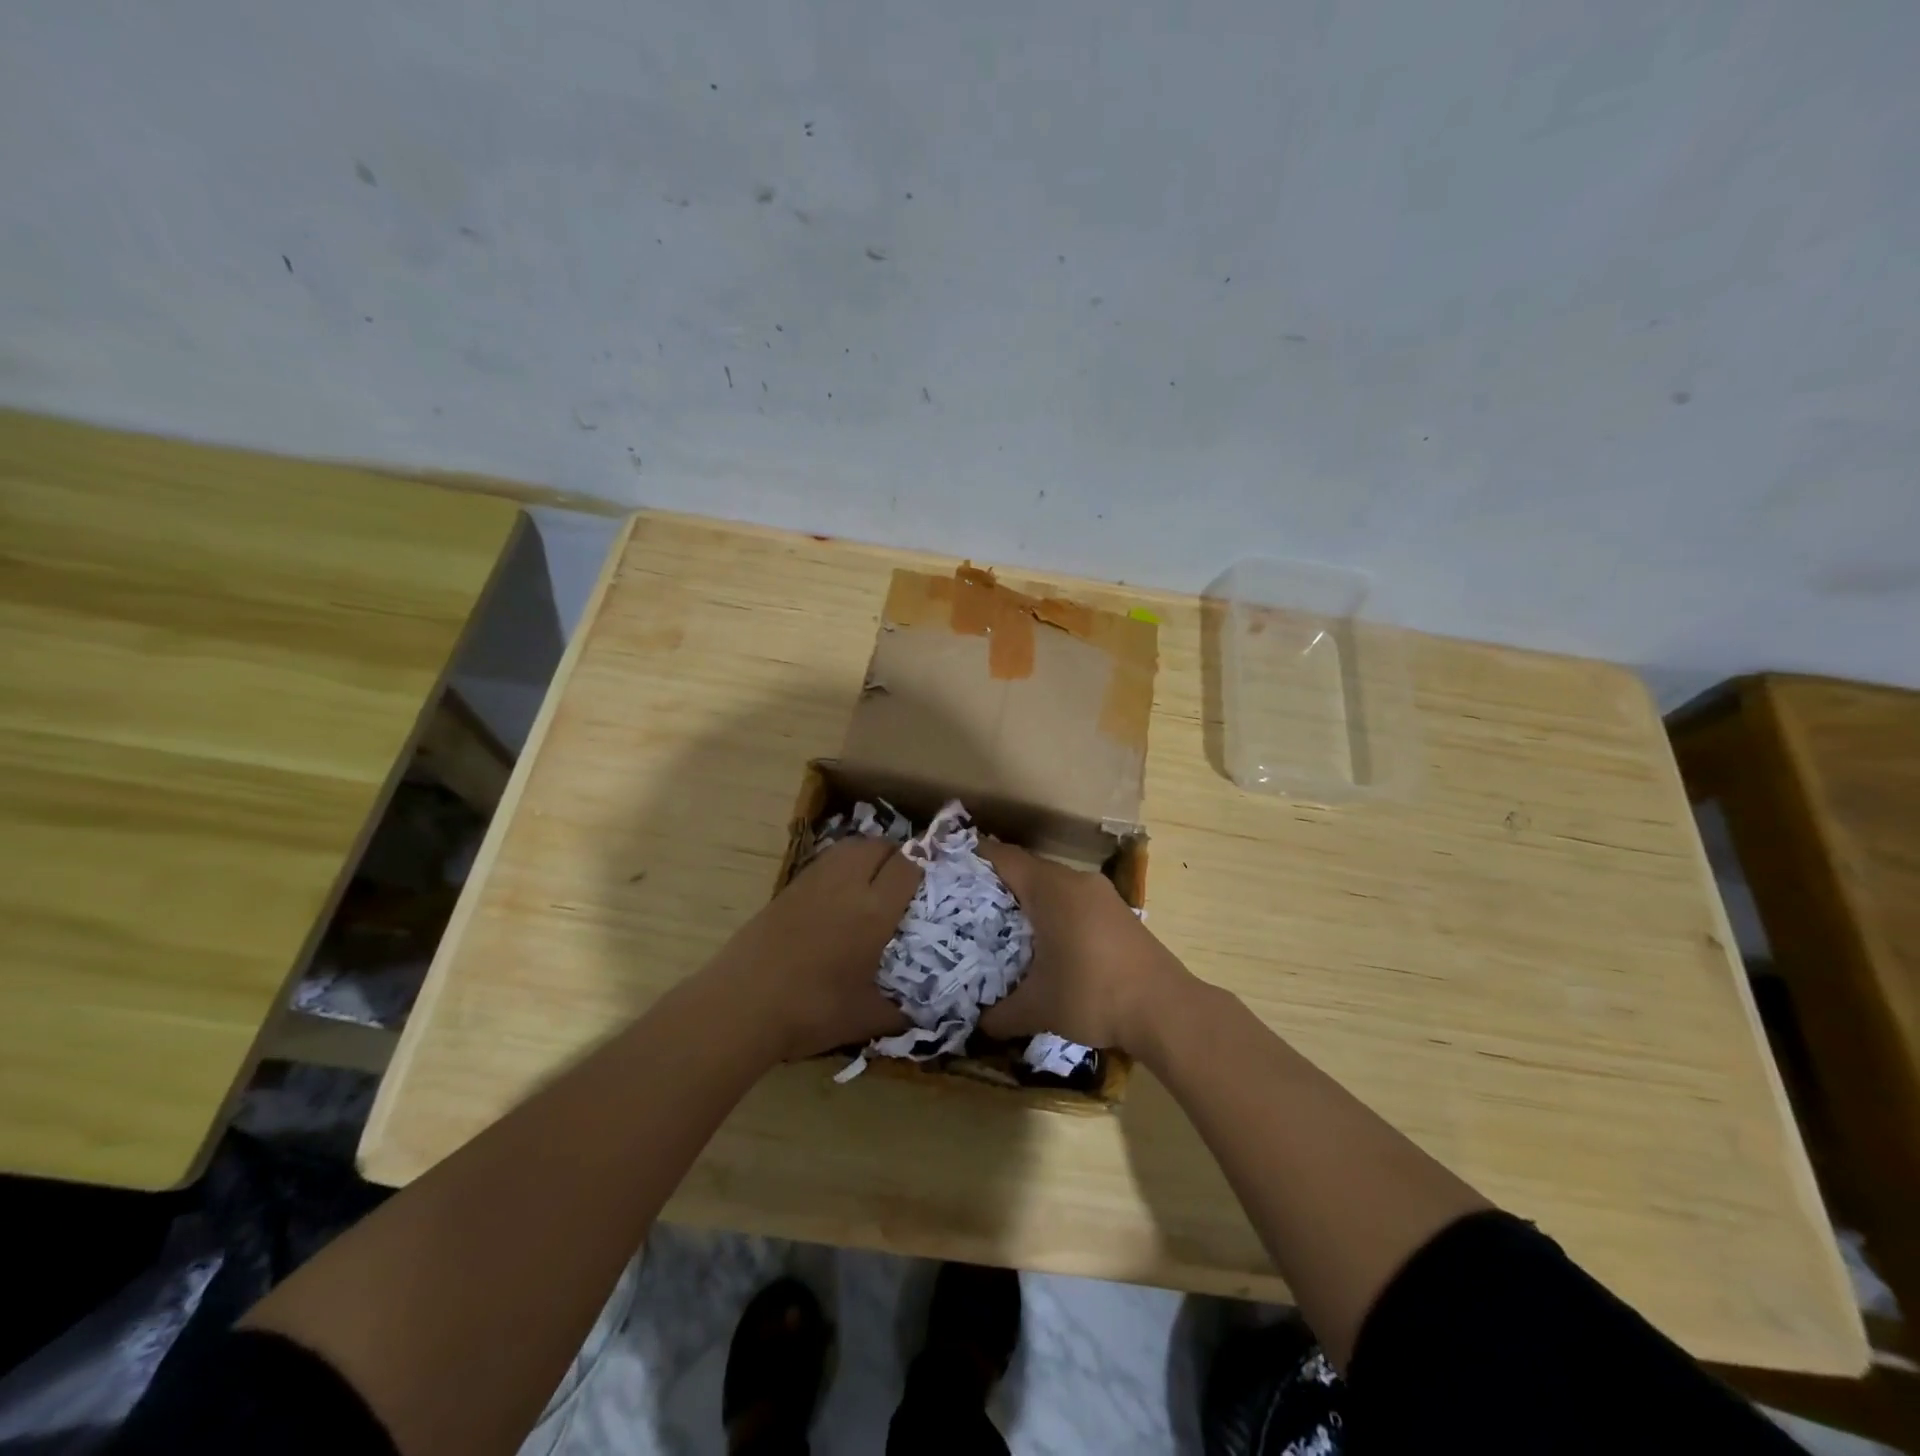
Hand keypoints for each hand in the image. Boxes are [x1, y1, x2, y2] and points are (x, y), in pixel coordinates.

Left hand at [706, 837, 918, 1062]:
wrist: (741, 1006)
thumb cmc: (811, 1011)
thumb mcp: (864, 1018)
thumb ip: (901, 1012)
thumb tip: (927, 1014)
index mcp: (873, 911)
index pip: (908, 866)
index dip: (925, 862)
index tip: (935, 872)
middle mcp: (846, 885)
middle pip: (878, 845)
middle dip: (897, 853)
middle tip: (904, 877)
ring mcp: (813, 882)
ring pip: (849, 847)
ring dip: (868, 853)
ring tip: (874, 879)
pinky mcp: (788, 888)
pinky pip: (825, 861)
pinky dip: (841, 865)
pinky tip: (839, 894)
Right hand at [977, 842, 1193, 1053]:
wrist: (1166, 1009)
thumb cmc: (1093, 995)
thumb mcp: (1038, 1008)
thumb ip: (1000, 1014)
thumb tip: (975, 1025)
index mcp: (1050, 889)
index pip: (1004, 858)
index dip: (975, 859)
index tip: (951, 871)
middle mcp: (1075, 881)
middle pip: (1028, 869)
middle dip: (998, 884)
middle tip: (969, 907)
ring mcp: (1101, 894)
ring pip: (1053, 884)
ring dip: (1029, 899)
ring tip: (1004, 926)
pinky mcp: (1118, 911)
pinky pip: (1074, 898)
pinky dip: (1054, 910)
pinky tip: (1046, 941)